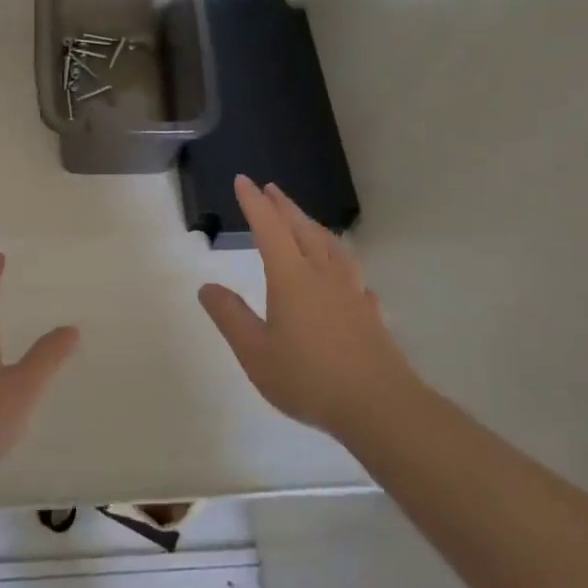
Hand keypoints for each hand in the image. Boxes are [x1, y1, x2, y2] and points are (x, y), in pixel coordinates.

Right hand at [198, 176, 419, 440]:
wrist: (380, 407)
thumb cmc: (309, 378)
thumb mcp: (255, 352)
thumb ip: (230, 317)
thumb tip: (207, 287)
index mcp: (291, 278)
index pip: (269, 228)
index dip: (254, 203)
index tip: (244, 180)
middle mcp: (323, 275)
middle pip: (303, 229)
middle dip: (284, 206)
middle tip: (271, 189)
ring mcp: (352, 292)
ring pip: (332, 247)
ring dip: (314, 227)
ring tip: (306, 222)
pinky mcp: (370, 313)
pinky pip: (354, 276)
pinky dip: (343, 264)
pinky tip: (347, 277)